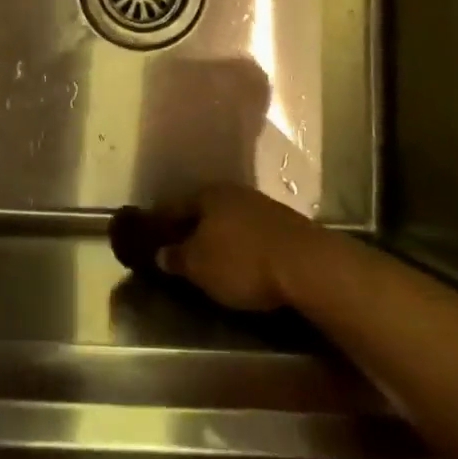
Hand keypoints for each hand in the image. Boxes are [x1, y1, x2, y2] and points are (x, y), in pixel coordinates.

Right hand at [146, 184, 335, 311]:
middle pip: (203, 209)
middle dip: (190, 227)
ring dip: (218, 236)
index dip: (159, 222)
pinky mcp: (285, 225)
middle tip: (178, 248)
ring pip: (229, 220)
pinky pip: (250, 232)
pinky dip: (240, 244)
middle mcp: (233, 192)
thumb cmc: (242, 261)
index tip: (149, 236)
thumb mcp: (199, 266)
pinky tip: (240, 260)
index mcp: (207, 194)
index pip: (173, 205)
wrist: (308, 264)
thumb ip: (177, 258)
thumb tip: (161, 253)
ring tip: (209, 257)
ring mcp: (262, 206)